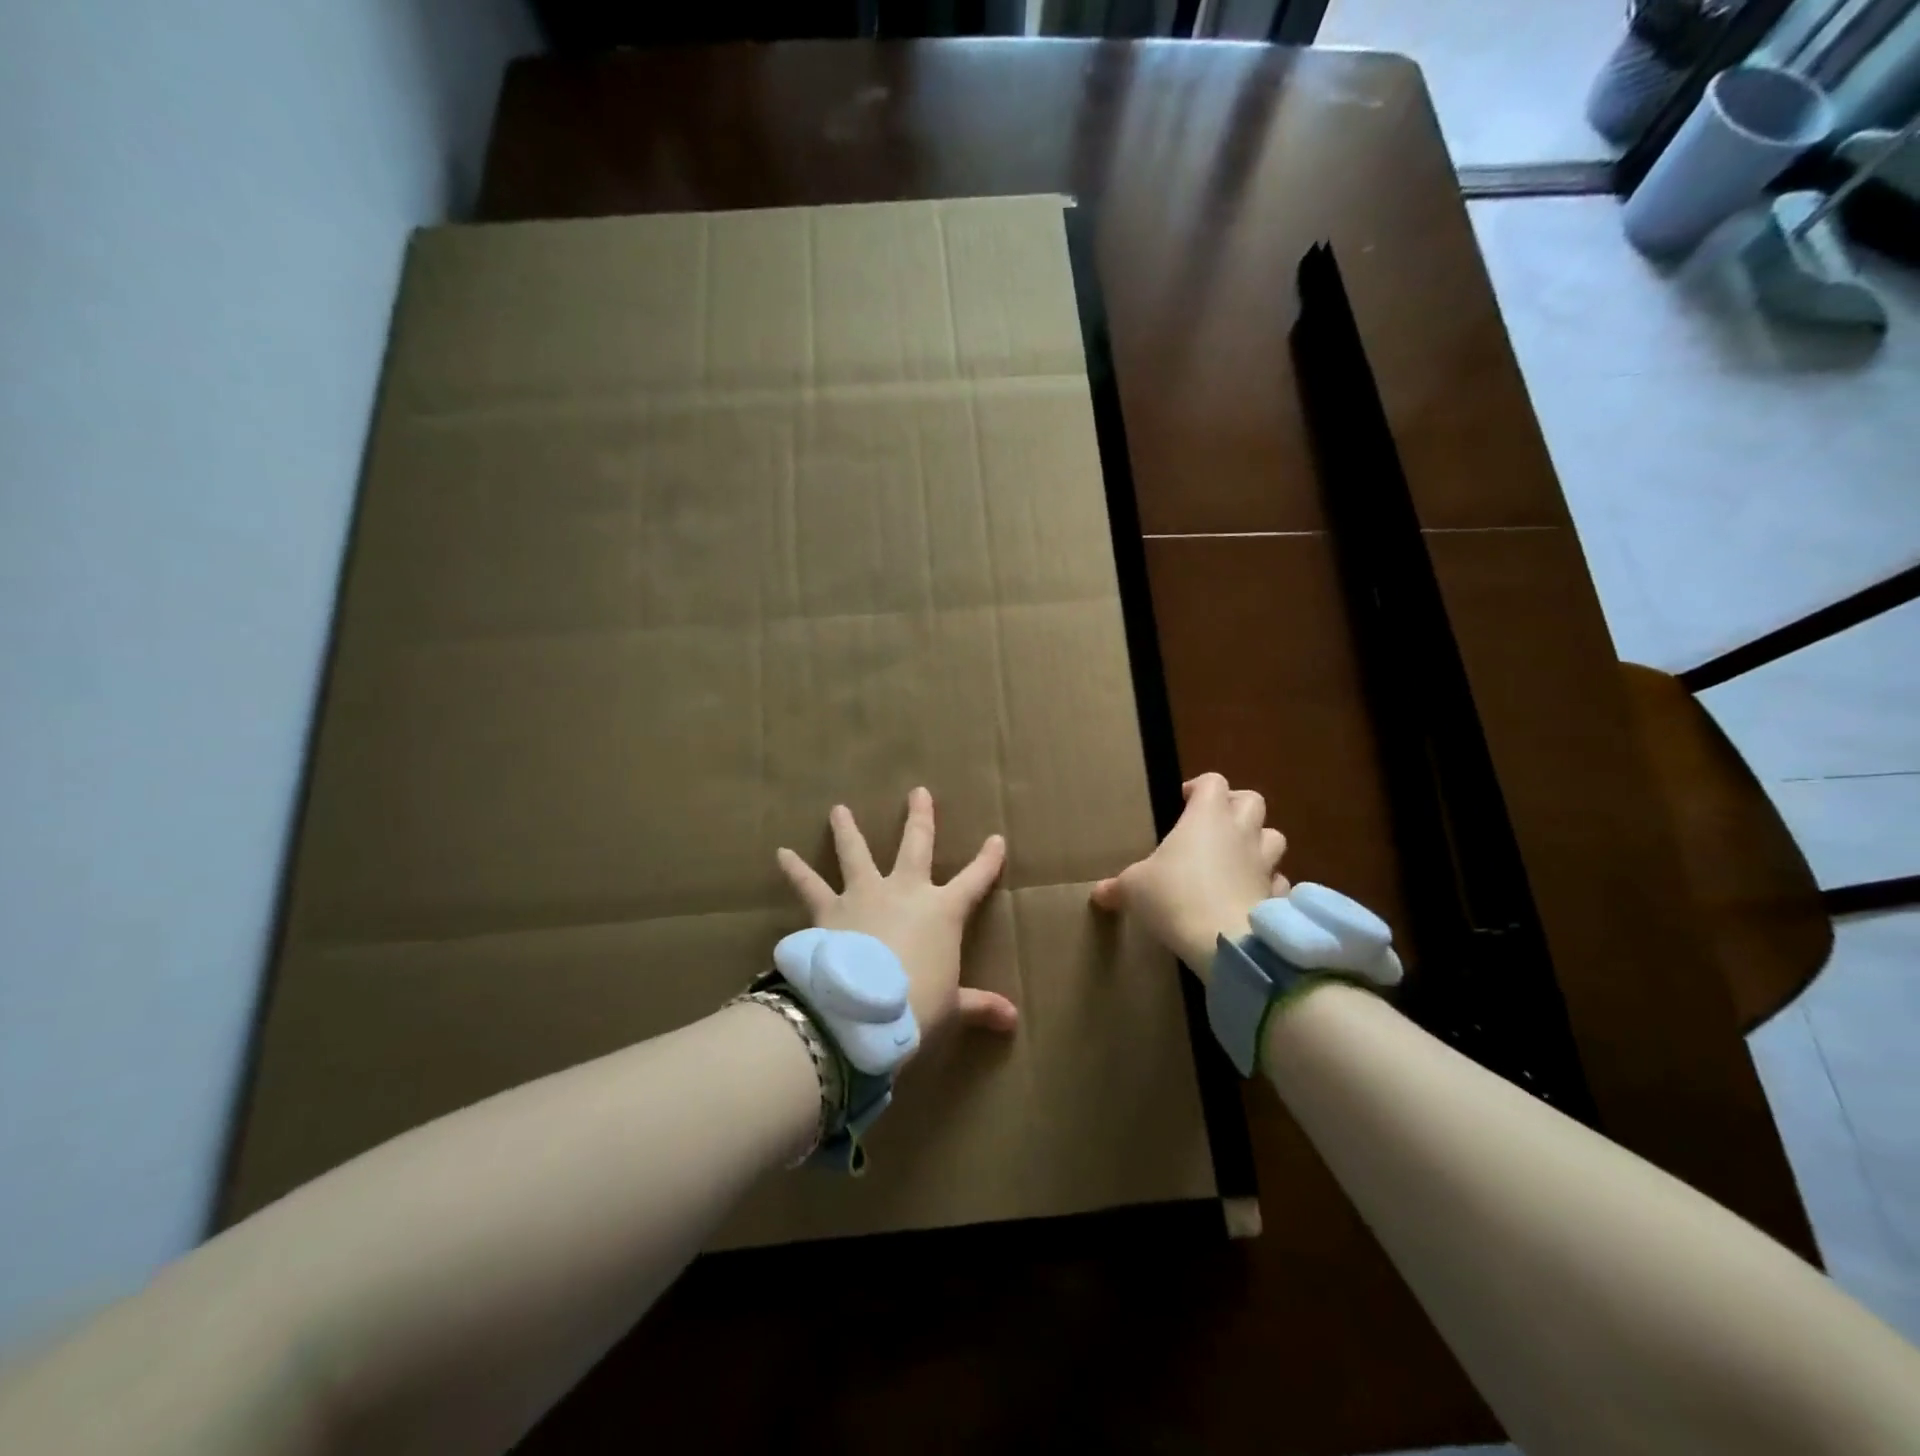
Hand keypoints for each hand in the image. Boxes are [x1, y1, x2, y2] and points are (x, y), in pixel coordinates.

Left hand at [777, 787, 1018, 1045]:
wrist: (861, 1011)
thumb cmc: (916, 1006)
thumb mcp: (952, 1007)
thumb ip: (980, 1006)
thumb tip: (1013, 1020)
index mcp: (943, 911)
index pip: (974, 880)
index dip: (987, 860)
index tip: (996, 839)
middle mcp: (904, 891)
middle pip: (916, 845)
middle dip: (920, 818)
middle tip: (918, 792)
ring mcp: (864, 895)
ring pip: (856, 853)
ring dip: (848, 830)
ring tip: (838, 809)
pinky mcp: (829, 910)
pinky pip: (809, 886)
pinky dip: (795, 871)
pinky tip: (781, 854)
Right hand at [1089, 772, 1288, 977]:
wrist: (1225, 940)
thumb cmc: (1174, 897)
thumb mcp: (1135, 888)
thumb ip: (1118, 887)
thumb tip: (1098, 893)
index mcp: (1206, 816)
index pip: (1213, 782)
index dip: (1199, 787)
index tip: (1183, 801)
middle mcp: (1240, 832)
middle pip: (1252, 800)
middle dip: (1236, 806)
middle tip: (1214, 824)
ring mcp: (1264, 863)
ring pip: (1274, 837)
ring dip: (1258, 842)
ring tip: (1236, 857)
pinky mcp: (1277, 895)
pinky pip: (1278, 882)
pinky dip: (1268, 885)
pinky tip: (1250, 897)